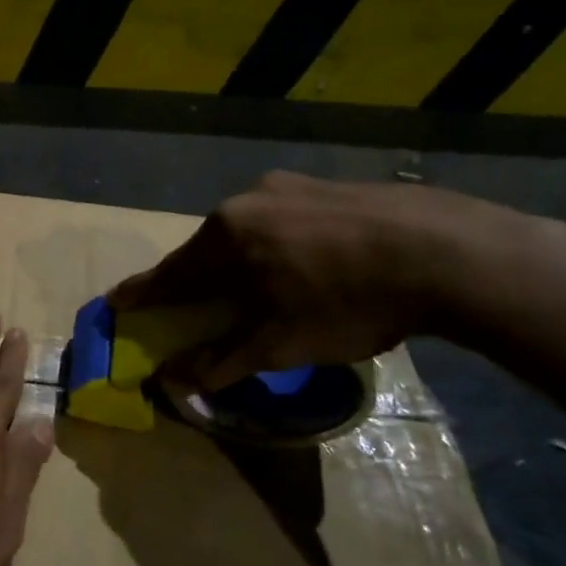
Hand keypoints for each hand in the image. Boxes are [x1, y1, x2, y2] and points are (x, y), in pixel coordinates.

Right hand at [108, 171, 516, 391]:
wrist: (449, 253)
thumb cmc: (347, 301)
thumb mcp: (279, 343)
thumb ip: (221, 361)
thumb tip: (172, 379)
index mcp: (227, 234)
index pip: (171, 272)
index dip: (144, 292)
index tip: (116, 300)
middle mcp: (249, 200)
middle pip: (208, 247)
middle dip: (195, 278)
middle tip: (187, 301)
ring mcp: (293, 186)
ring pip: (247, 231)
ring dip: (239, 260)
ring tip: (249, 286)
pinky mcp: (331, 186)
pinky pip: (284, 220)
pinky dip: (276, 246)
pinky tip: (300, 264)